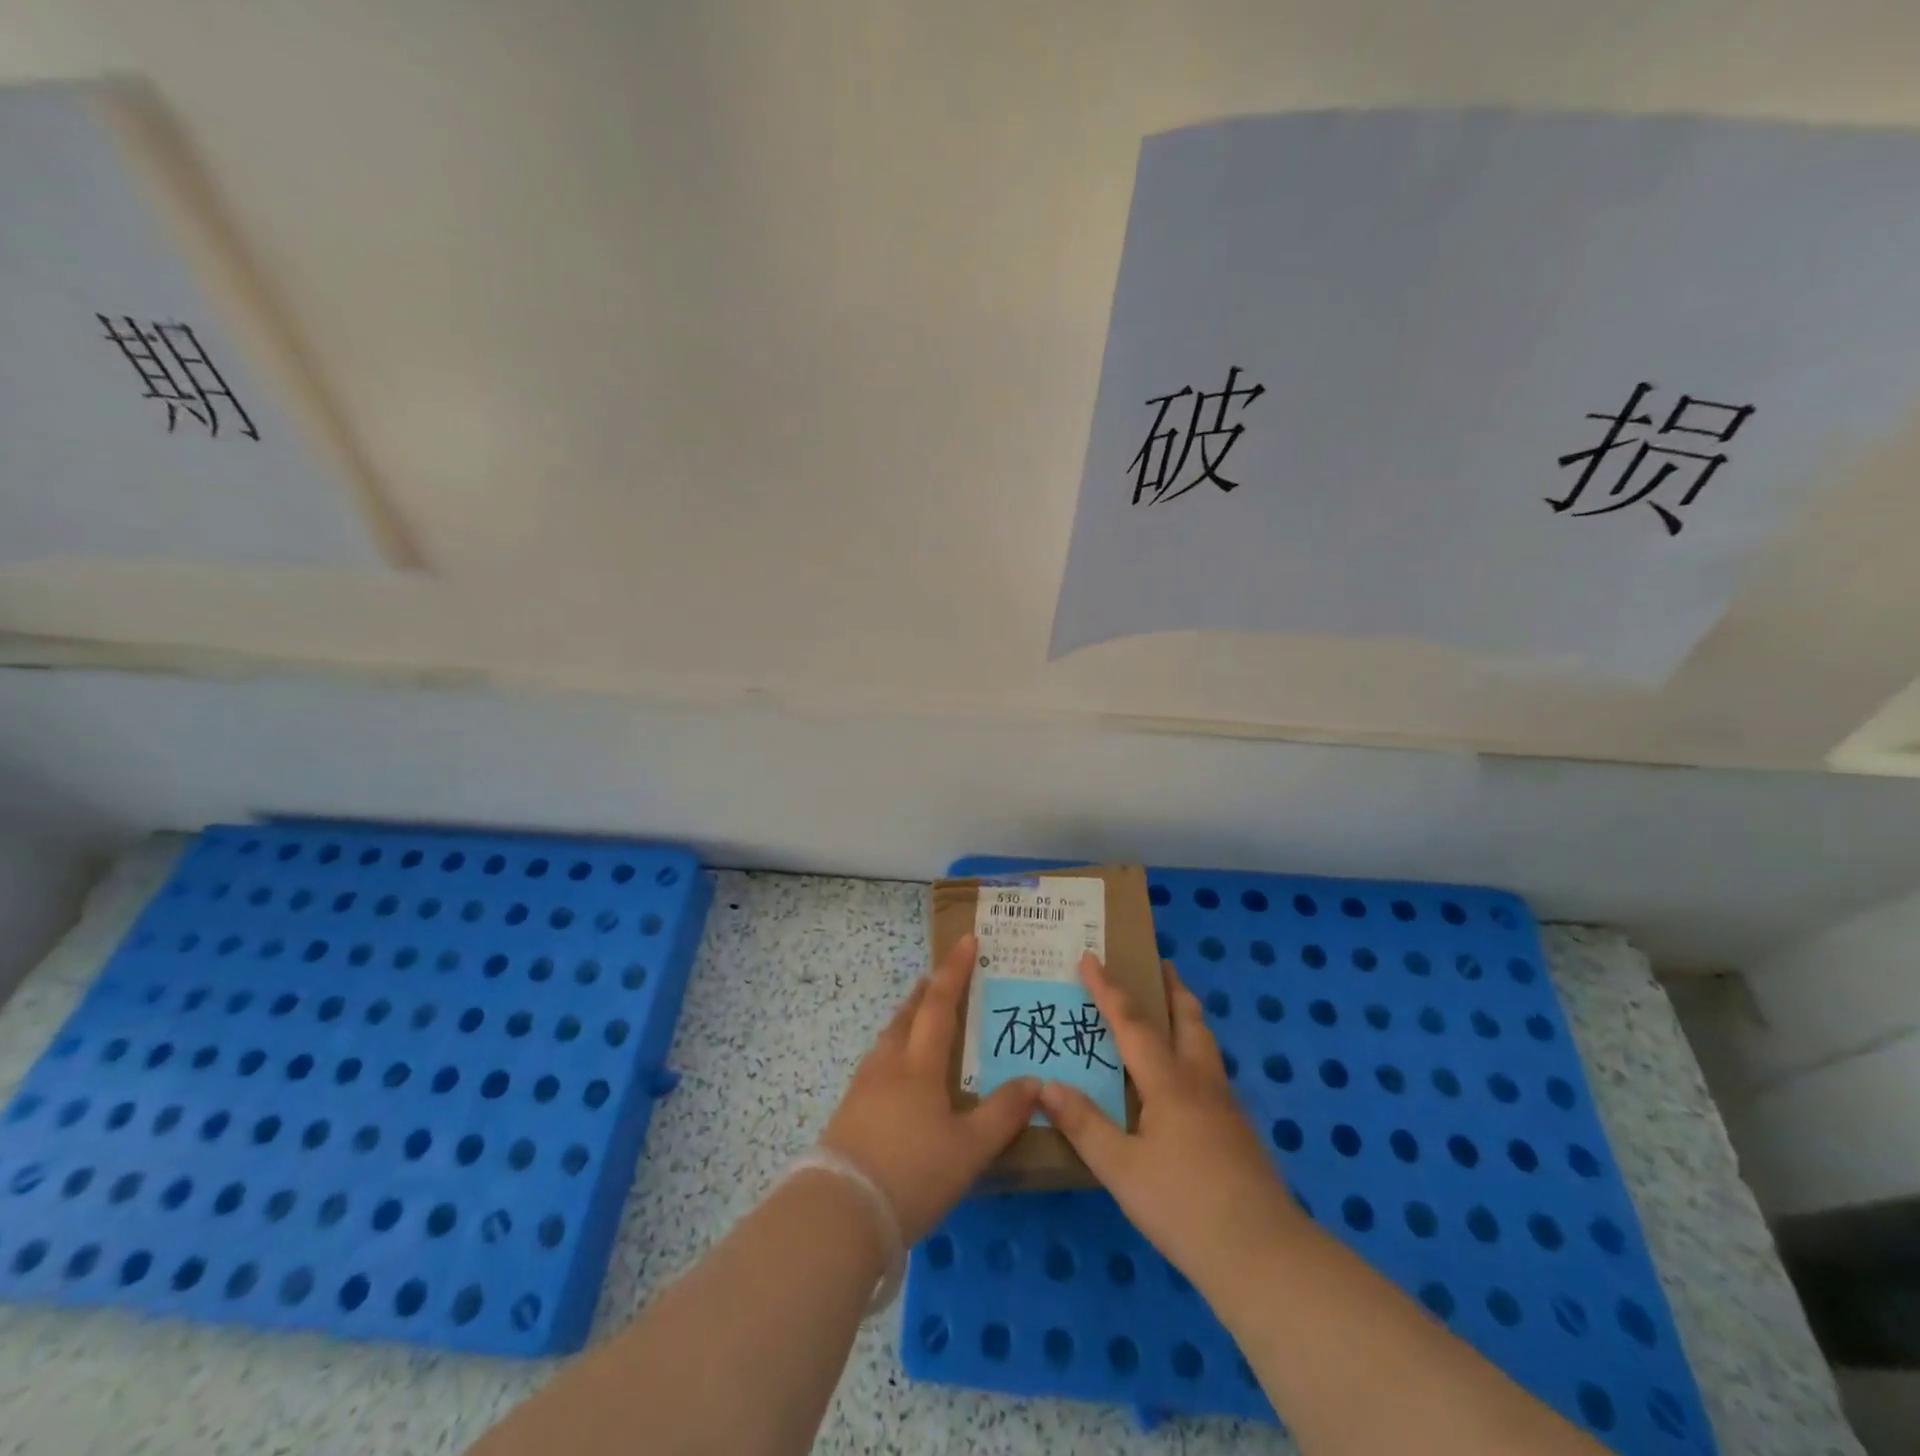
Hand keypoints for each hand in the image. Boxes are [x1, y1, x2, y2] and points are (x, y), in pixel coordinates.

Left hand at [821, 934, 1039, 1243]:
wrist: (840, 1213)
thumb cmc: (912, 1173)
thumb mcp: (969, 1149)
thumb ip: (1003, 1114)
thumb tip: (1035, 1081)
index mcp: (919, 1065)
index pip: (940, 1004)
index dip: (955, 970)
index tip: (966, 940)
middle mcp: (889, 1064)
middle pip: (907, 1015)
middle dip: (926, 992)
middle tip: (939, 978)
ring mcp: (864, 1086)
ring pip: (888, 1039)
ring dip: (906, 1020)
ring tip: (920, 1020)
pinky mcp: (849, 1111)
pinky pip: (877, 1064)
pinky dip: (894, 1051)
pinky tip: (898, 1075)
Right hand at [1040, 954, 1306, 1292]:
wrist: (1263, 1256)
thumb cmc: (1184, 1207)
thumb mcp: (1121, 1170)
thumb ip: (1084, 1125)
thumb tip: (1046, 1084)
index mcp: (1169, 1083)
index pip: (1133, 1023)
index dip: (1109, 989)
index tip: (1090, 957)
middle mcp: (1200, 1081)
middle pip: (1187, 1019)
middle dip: (1170, 988)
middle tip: (1158, 964)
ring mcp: (1225, 1105)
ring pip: (1205, 1043)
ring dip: (1186, 1015)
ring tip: (1172, 1008)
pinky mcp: (1238, 1129)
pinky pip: (1211, 1069)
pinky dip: (1194, 1049)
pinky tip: (1185, 1077)